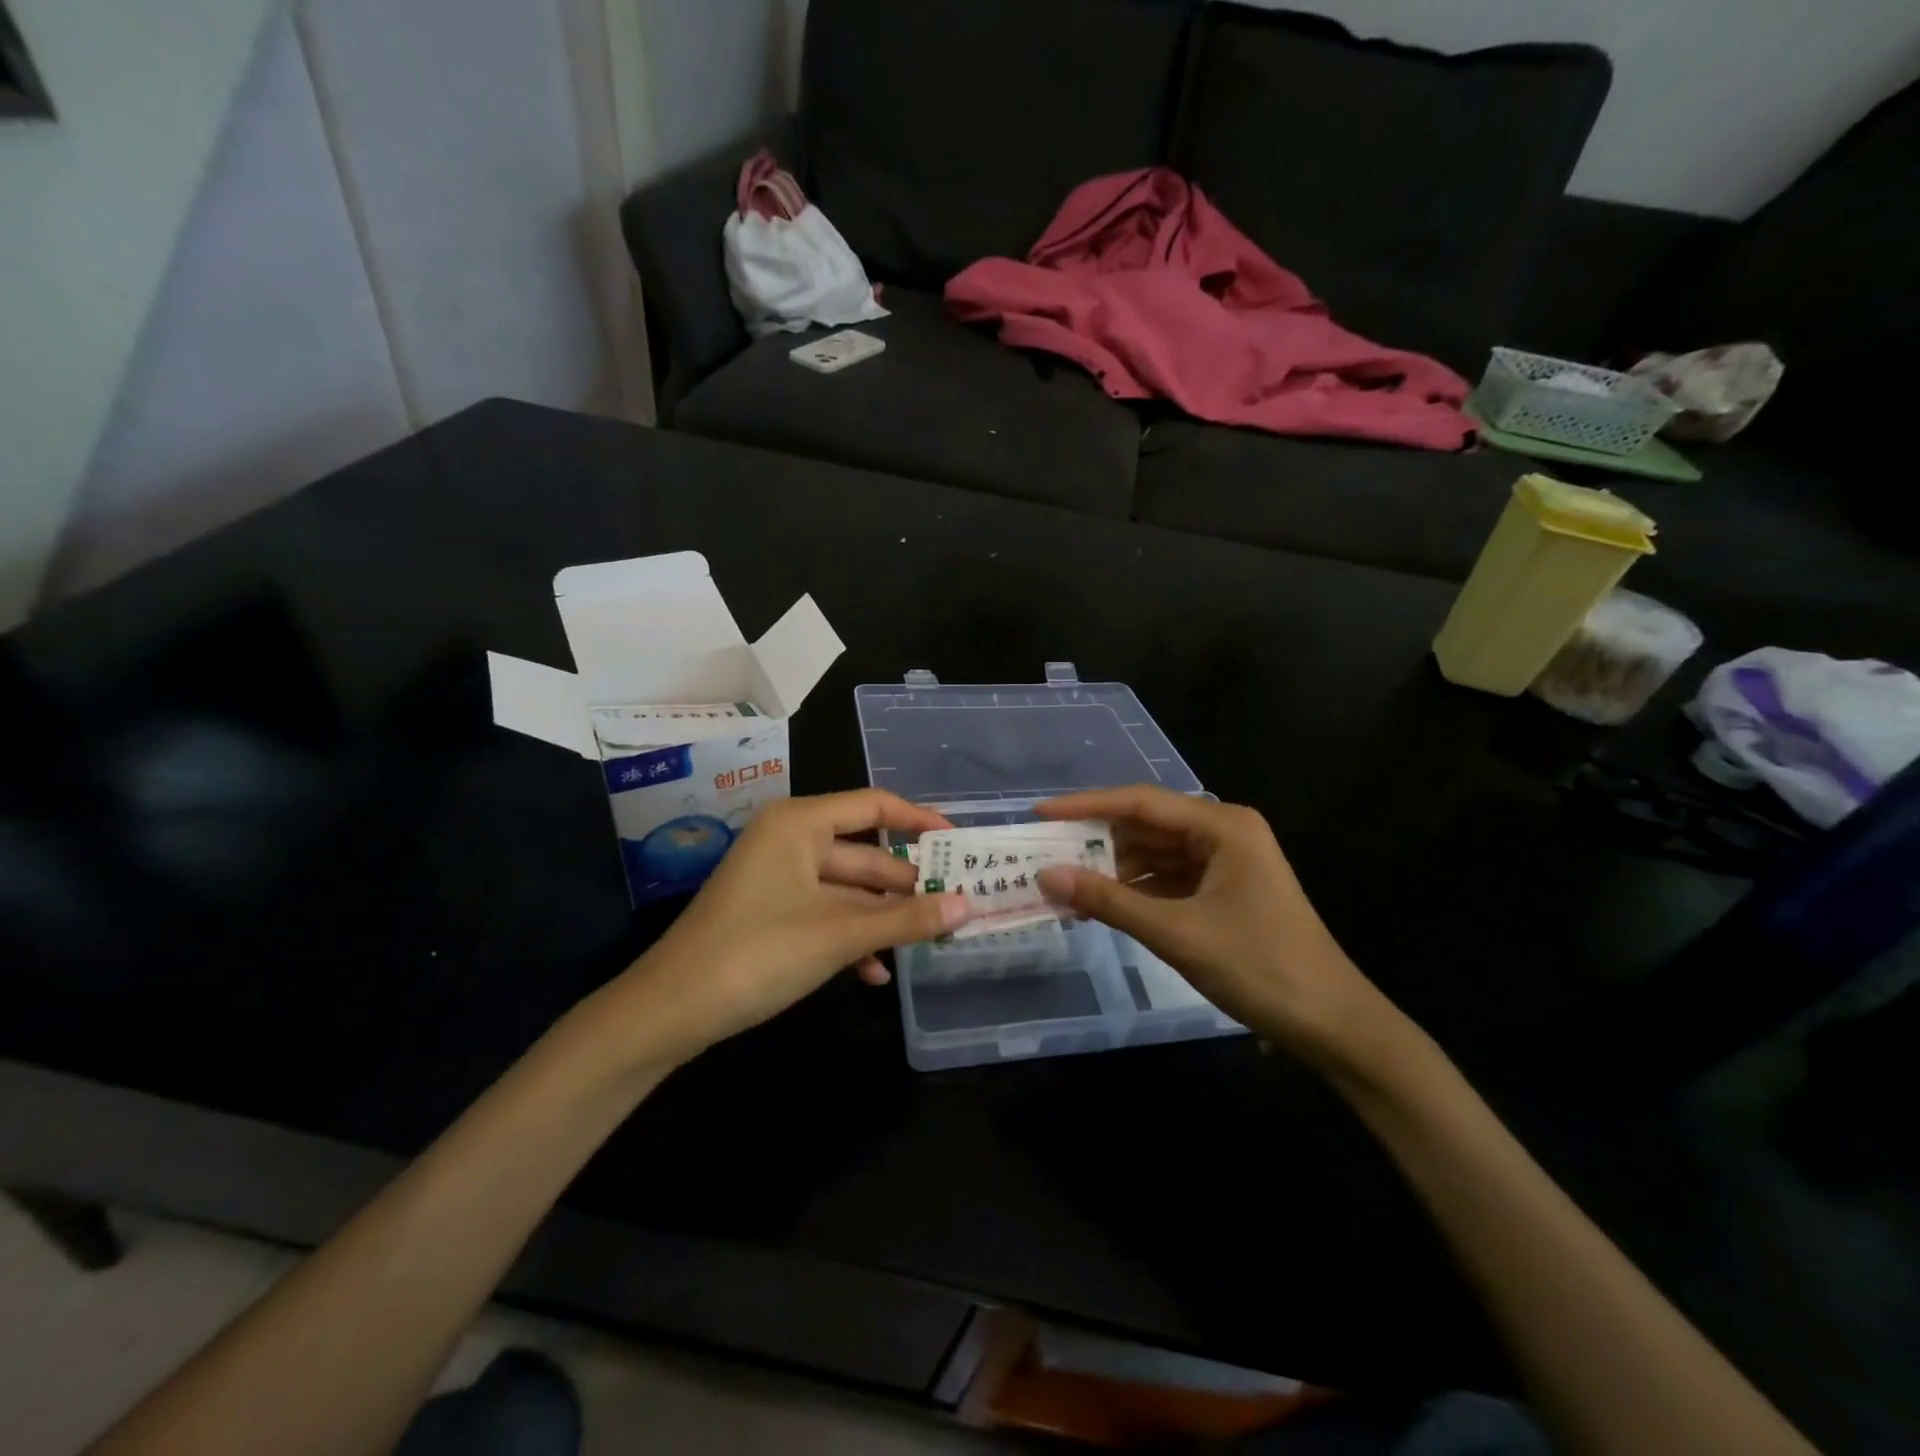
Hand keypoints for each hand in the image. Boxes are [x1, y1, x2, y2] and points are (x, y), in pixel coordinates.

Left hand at [603, 790, 970, 1065]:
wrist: (670, 1010)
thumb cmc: (758, 952)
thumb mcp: (840, 935)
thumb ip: (907, 919)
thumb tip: (969, 906)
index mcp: (800, 823)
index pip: (874, 806)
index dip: (920, 822)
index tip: (960, 846)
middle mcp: (790, 840)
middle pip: (864, 854)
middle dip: (906, 886)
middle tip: (955, 906)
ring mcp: (779, 878)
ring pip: (848, 891)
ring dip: (883, 919)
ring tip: (926, 943)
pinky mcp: (771, 913)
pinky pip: (824, 914)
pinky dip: (851, 938)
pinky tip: (875, 973)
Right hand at [1034, 786, 1390, 1066]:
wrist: (1332, 1024)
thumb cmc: (1260, 967)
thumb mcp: (1177, 932)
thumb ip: (1109, 901)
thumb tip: (1045, 876)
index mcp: (1222, 826)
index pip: (1141, 803)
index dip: (1085, 806)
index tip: (1040, 812)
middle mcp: (1223, 833)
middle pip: (1146, 826)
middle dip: (1096, 841)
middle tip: (1043, 852)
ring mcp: (1225, 863)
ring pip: (1154, 855)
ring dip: (1112, 870)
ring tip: (1063, 884)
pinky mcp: (1223, 892)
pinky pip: (1168, 880)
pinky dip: (1134, 892)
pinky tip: (1100, 906)